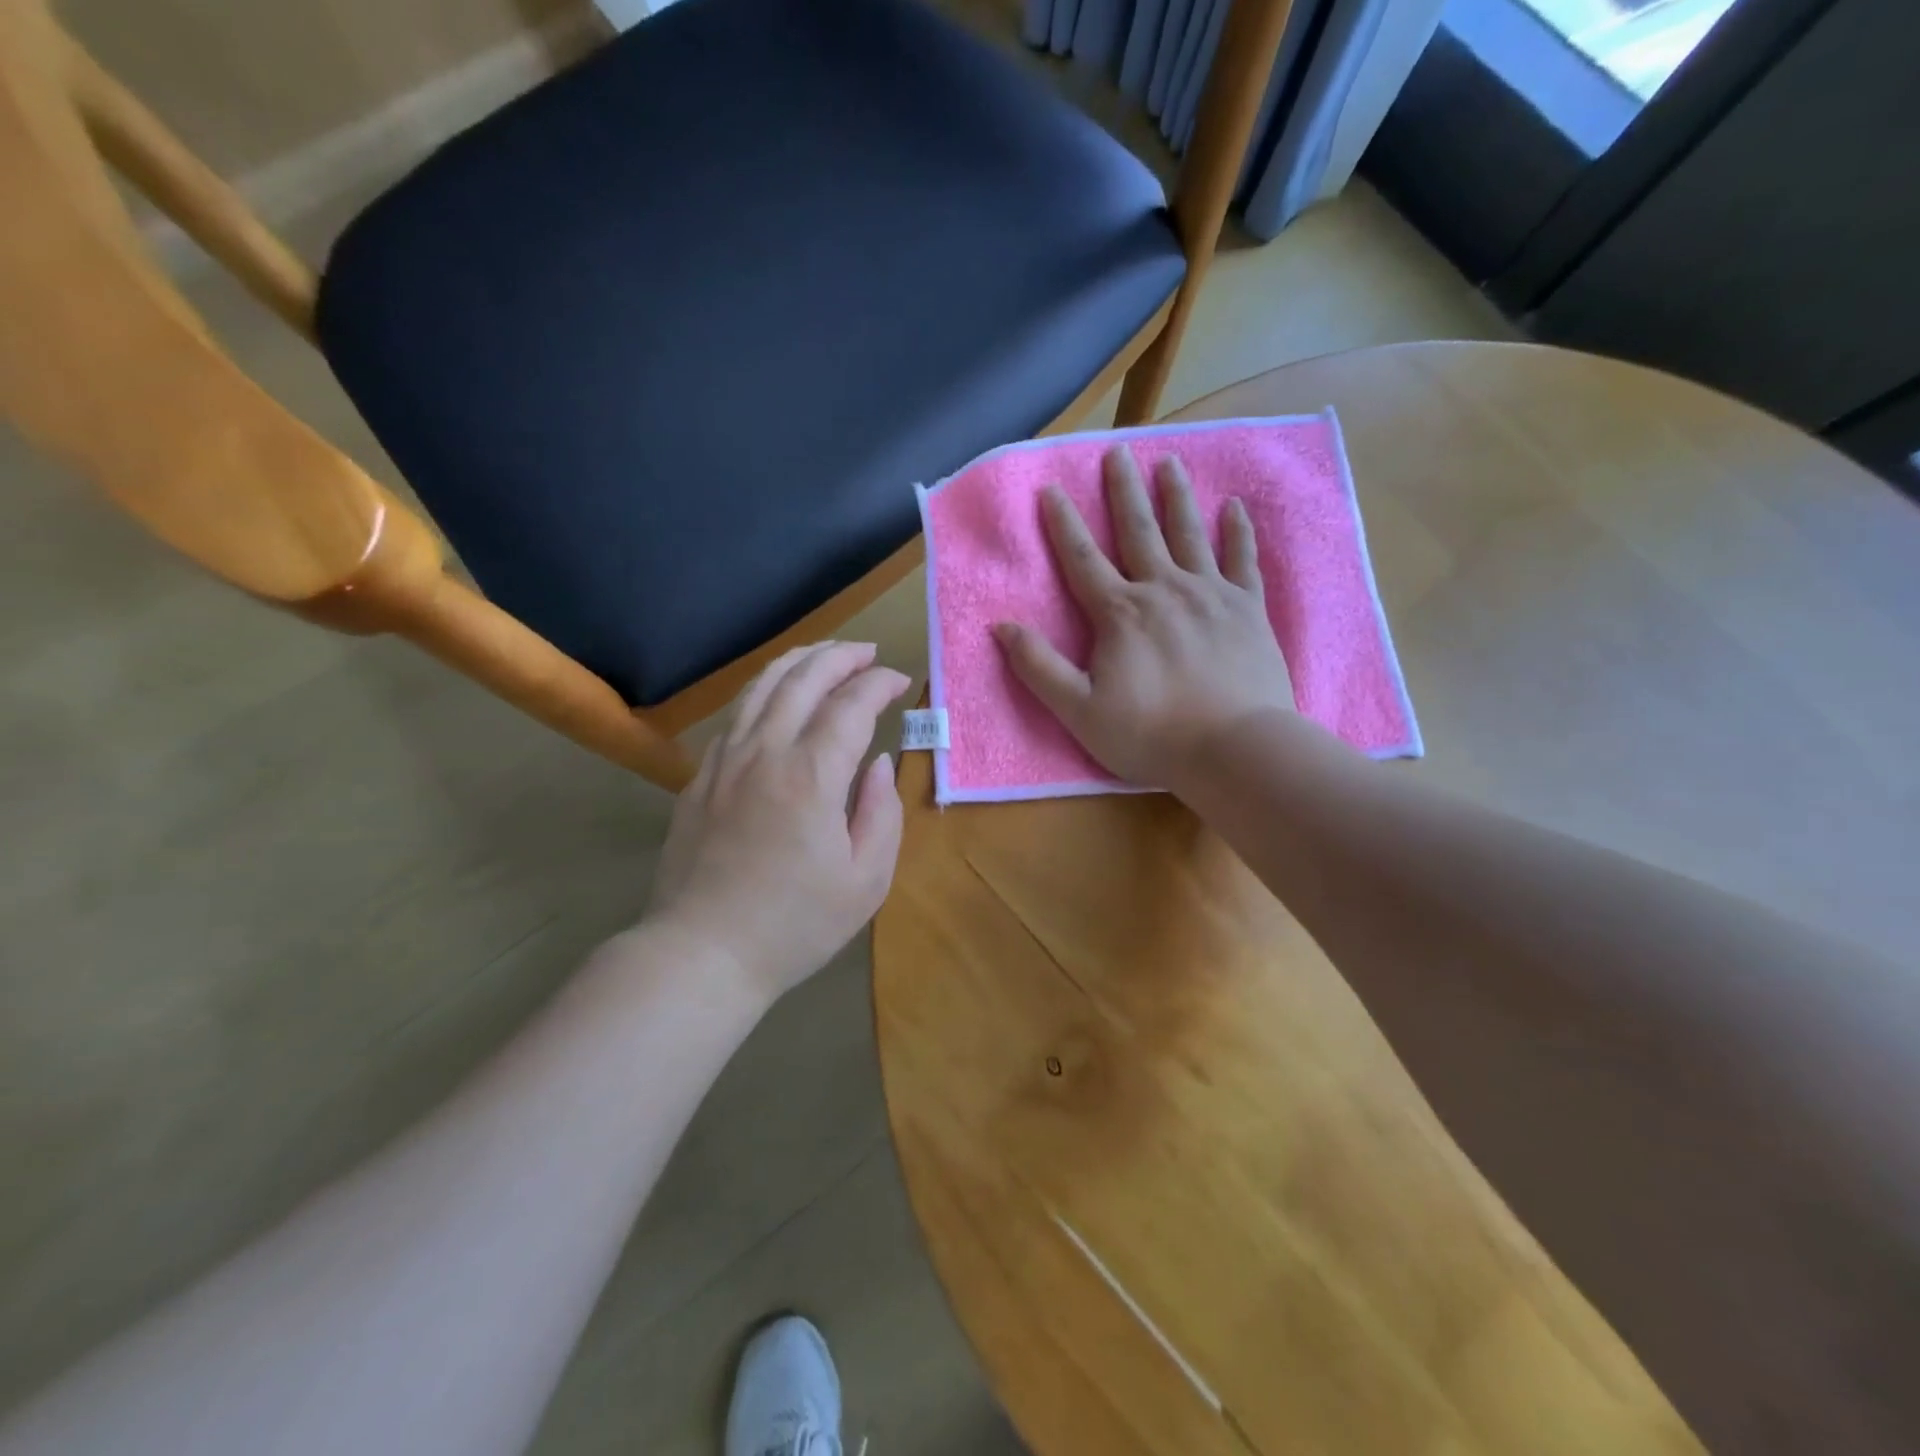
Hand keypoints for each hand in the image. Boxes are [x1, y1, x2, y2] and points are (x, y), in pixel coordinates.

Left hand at [646, 642, 911, 1006]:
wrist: (702, 953)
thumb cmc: (795, 925)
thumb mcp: (865, 881)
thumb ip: (882, 813)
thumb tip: (877, 762)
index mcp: (812, 776)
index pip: (850, 705)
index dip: (878, 684)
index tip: (899, 681)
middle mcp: (765, 752)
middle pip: (803, 679)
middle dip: (840, 656)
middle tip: (867, 653)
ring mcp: (725, 761)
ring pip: (762, 687)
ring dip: (798, 661)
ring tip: (824, 654)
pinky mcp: (700, 778)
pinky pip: (737, 716)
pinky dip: (764, 692)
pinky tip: (777, 698)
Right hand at [994, 446, 1293, 792]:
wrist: (1234, 750)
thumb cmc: (1151, 734)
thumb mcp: (1078, 710)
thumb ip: (1039, 667)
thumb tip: (1001, 627)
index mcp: (1120, 613)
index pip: (1083, 559)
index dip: (1063, 524)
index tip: (1051, 488)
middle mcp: (1163, 590)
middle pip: (1138, 531)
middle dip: (1123, 491)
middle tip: (1118, 451)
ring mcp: (1210, 595)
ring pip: (1189, 534)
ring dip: (1176, 496)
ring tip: (1169, 462)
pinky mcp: (1248, 609)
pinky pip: (1242, 560)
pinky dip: (1238, 532)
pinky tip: (1235, 507)